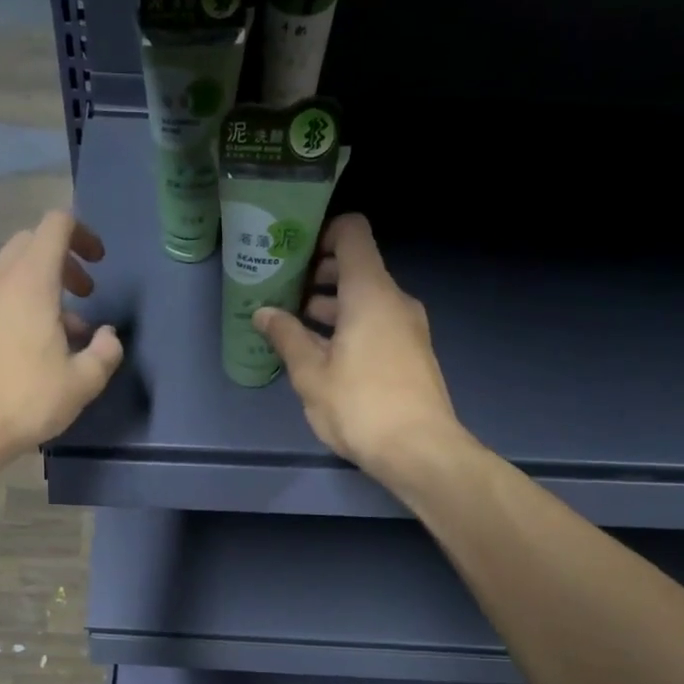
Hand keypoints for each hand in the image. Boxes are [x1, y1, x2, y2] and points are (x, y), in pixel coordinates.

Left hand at [0, 212, 122, 464]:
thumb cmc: (28, 401)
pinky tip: (25, 347)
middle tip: (84, 295)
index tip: (98, 263)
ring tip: (60, 330)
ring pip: (9, 271)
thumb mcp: (83, 382)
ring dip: (39, 286)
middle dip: (62, 261)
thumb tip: (107, 336)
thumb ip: (105, 351)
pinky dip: (15, 304)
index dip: (82, 234)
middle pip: (30, 243)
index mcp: (30, 282)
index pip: (55, 226)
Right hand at [253, 214, 463, 480]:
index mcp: (370, 292)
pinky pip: (377, 324)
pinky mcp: (413, 353)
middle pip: (357, 267)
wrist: (420, 451)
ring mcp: (408, 327)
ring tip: (295, 327)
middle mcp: (394, 300)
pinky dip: (350, 327)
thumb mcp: (311, 374)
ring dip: (332, 307)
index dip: (322, 233)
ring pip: (366, 300)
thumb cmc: (360, 406)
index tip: (292, 253)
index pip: (352, 233)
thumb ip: (286, 337)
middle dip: (319, 276)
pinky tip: (324, 355)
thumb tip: (263, 312)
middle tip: (283, 294)